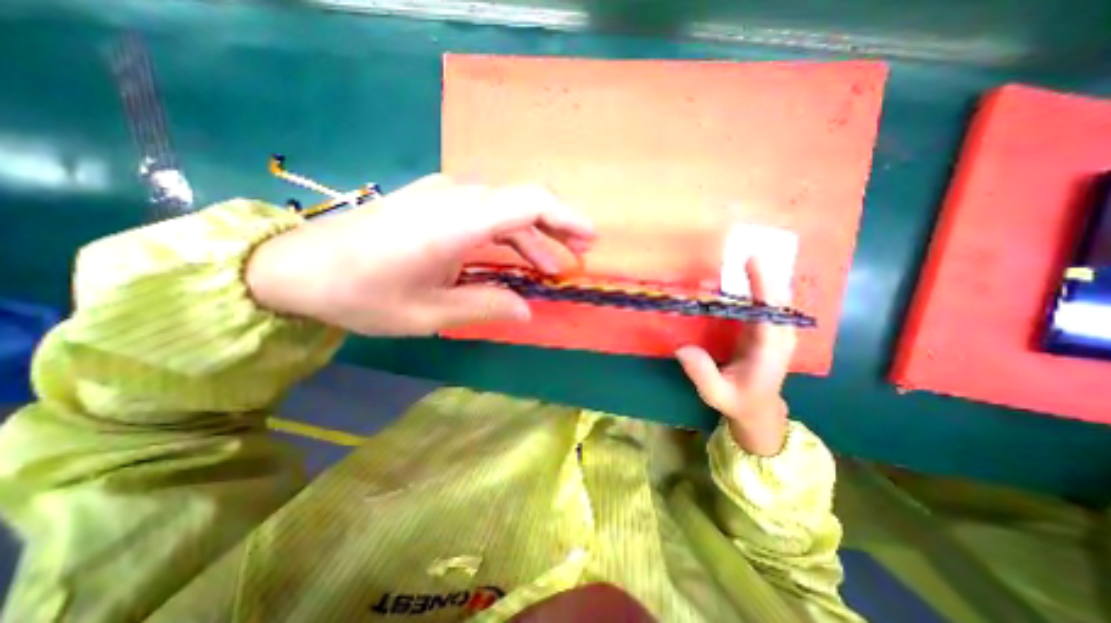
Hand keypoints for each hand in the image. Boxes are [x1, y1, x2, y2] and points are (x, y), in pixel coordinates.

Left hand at [247, 175, 592, 335]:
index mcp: (457, 223)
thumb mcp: (429, 313)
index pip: (529, 202)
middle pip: (522, 203)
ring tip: (548, 267)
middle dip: (555, 229)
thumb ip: (484, 307)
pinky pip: (483, 212)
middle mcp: (455, 198)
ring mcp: (443, 195)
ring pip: (504, 209)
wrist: (297, 266)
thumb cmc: (361, 294)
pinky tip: (512, 257)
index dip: (566, 217)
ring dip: (531, 237)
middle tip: (576, 258)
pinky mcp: (433, 201)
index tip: (589, 237)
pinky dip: (506, 234)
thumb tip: (526, 310)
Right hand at [672, 258, 793, 458]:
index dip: (763, 285)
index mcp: (770, 351)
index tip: (751, 260)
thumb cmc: (738, 401)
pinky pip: (765, 300)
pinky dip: (757, 283)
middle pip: (777, 296)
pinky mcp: (766, 327)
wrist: (759, 407)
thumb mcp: (716, 394)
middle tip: (745, 245)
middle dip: (765, 270)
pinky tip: (743, 271)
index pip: (771, 313)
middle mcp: (778, 335)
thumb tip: (681, 347)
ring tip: (743, 251)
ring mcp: (775, 329)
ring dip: (762, 273)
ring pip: (774, 295)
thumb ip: (702, 374)